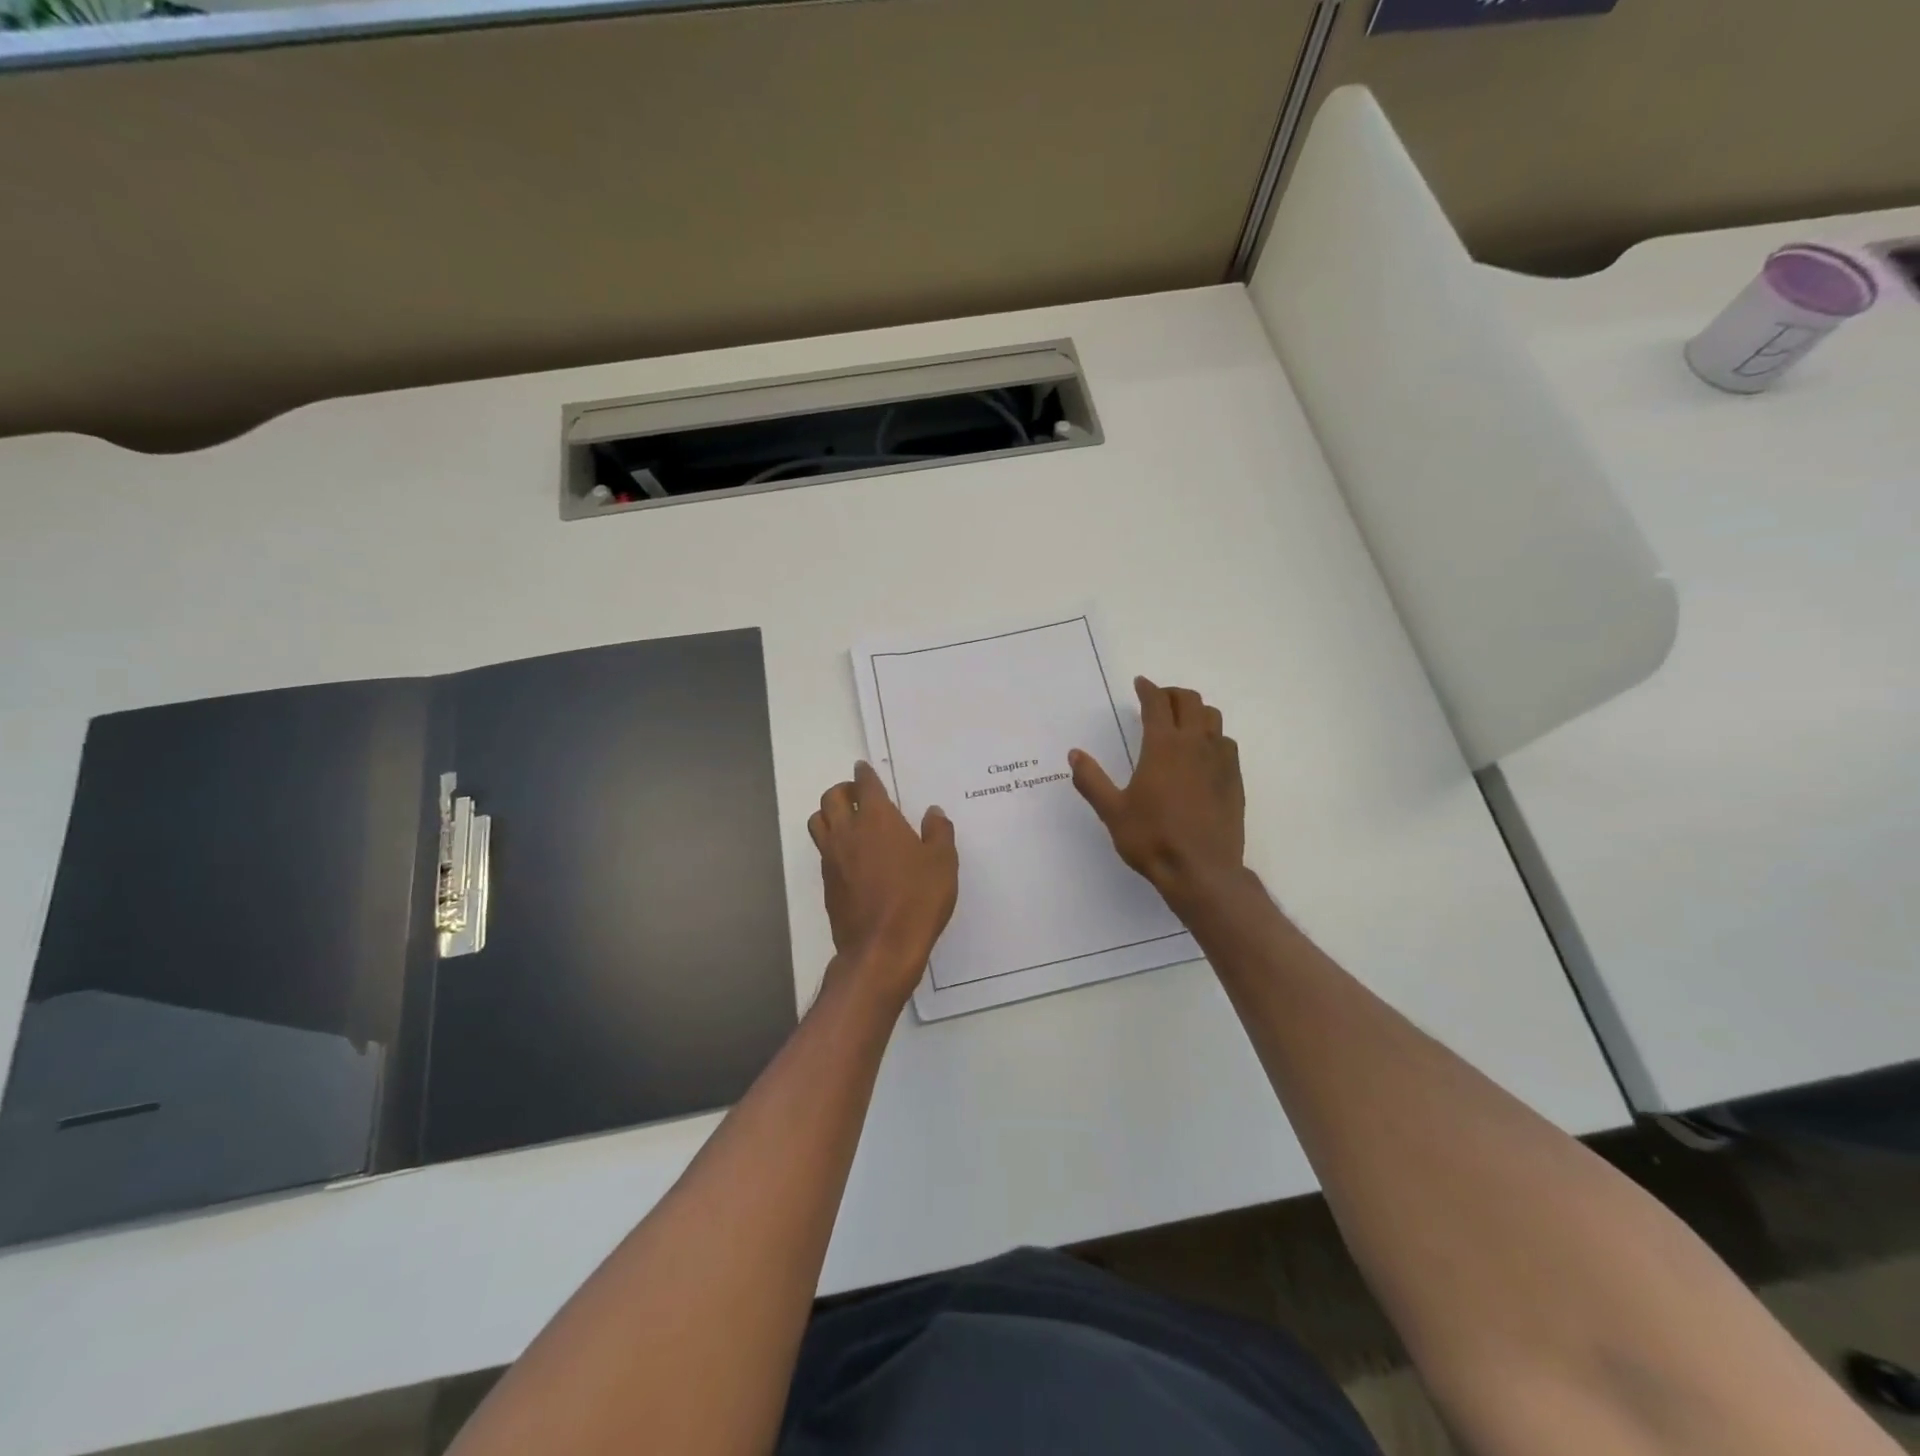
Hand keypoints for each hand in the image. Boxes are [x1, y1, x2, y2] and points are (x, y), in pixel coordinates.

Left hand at [809, 761, 958, 1004]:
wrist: (882, 947)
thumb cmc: (917, 899)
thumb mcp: (943, 863)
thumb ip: (939, 833)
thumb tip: (933, 813)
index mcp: (877, 819)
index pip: (865, 785)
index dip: (864, 774)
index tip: (863, 769)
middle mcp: (848, 832)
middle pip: (830, 798)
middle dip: (842, 790)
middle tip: (856, 795)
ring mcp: (832, 858)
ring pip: (817, 822)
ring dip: (828, 814)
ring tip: (846, 820)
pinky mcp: (827, 883)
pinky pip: (822, 851)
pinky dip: (831, 843)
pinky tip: (849, 856)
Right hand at [1070, 677, 1245, 910]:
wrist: (1202, 871)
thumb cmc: (1152, 839)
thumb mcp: (1112, 811)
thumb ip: (1092, 780)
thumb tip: (1074, 755)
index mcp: (1163, 746)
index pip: (1157, 703)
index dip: (1148, 689)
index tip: (1140, 683)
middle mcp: (1195, 744)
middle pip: (1190, 701)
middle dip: (1172, 694)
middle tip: (1158, 700)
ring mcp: (1220, 761)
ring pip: (1213, 718)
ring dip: (1196, 711)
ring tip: (1182, 722)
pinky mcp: (1234, 779)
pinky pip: (1226, 743)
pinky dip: (1213, 736)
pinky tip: (1203, 753)